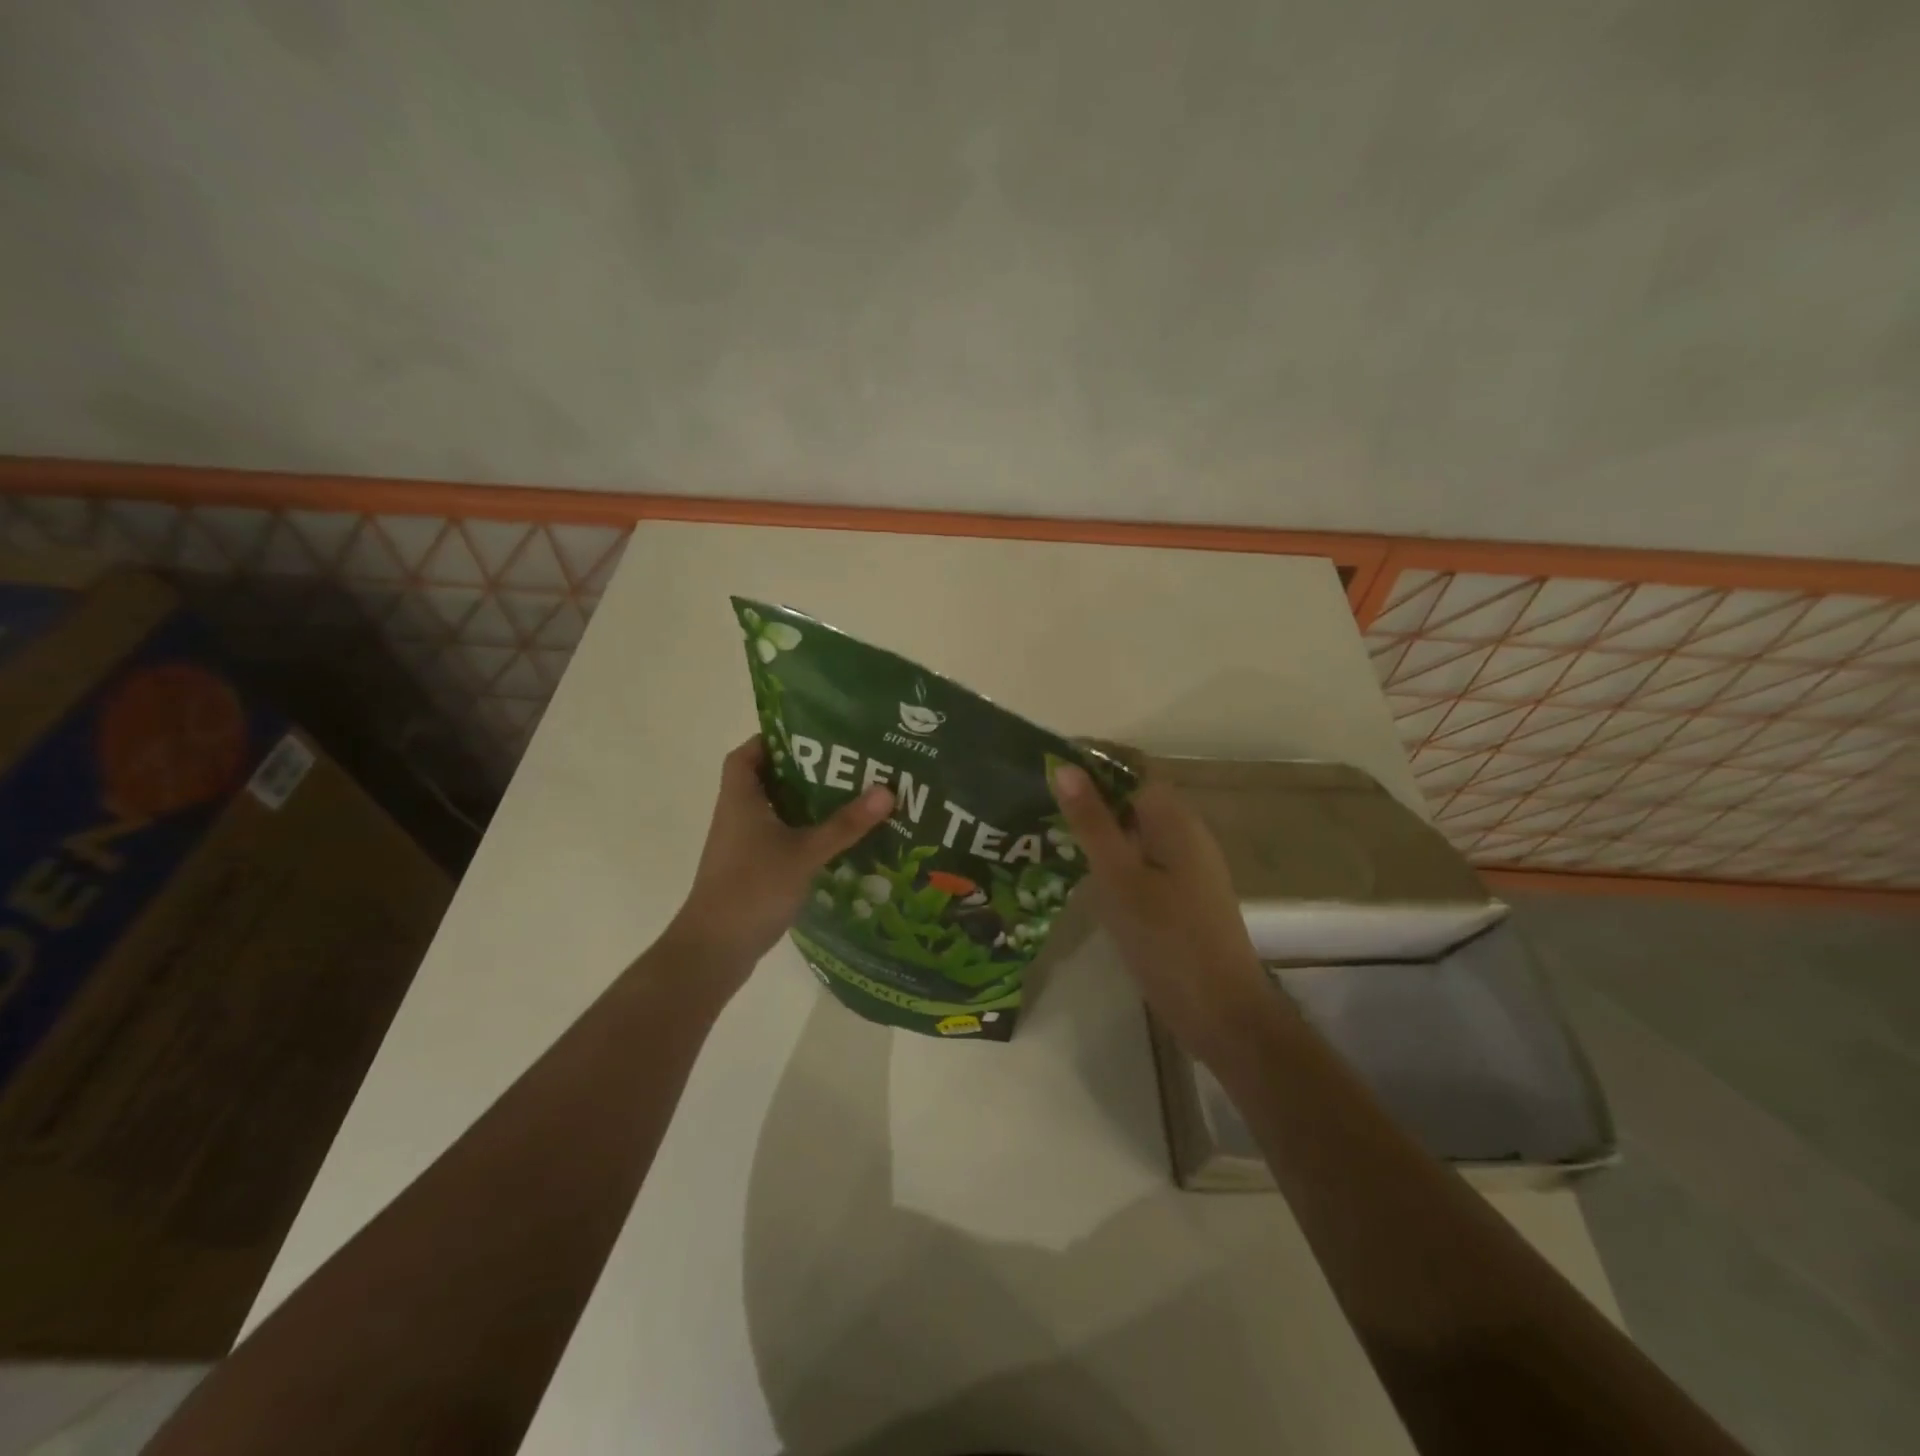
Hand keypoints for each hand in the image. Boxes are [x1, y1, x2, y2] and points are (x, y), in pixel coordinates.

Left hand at [668, 737, 893, 982]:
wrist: (715, 949)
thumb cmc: (753, 888)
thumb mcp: (805, 853)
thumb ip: (845, 824)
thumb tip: (886, 789)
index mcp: (740, 800)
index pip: (745, 754)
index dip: (771, 740)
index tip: (810, 737)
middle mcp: (736, 816)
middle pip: (765, 780)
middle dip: (801, 771)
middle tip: (844, 766)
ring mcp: (741, 846)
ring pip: (774, 812)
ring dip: (804, 804)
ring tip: (847, 797)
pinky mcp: (750, 870)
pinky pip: (777, 839)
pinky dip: (801, 834)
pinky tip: (833, 841)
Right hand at [1051, 765, 1275, 1062]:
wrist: (1221, 1013)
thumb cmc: (1167, 940)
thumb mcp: (1119, 878)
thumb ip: (1092, 822)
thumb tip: (1064, 767)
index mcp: (1174, 819)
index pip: (1129, 770)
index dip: (1088, 764)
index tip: (1043, 771)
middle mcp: (1184, 833)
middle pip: (1130, 799)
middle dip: (1087, 798)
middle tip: (1035, 806)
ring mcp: (1185, 866)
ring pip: (1133, 832)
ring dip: (1096, 831)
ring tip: (1046, 836)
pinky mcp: (1180, 895)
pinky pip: (1139, 861)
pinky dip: (1110, 860)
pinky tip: (1080, 876)